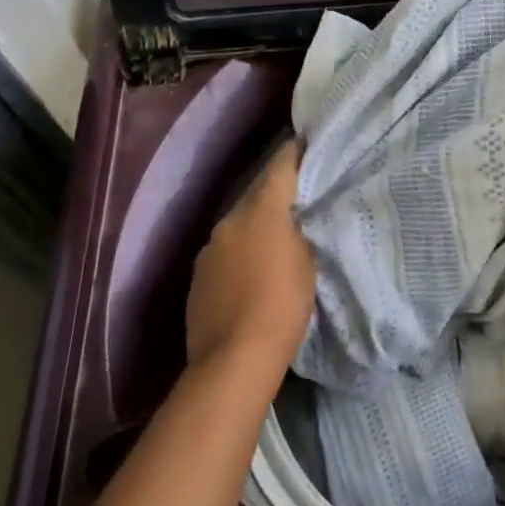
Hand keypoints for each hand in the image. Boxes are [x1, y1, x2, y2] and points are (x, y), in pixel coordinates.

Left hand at [185, 139, 314, 378]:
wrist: (233, 361)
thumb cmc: (282, 306)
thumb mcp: (307, 263)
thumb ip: (298, 233)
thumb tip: (291, 223)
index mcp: (261, 210)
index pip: (280, 166)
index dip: (295, 153)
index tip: (307, 144)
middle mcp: (229, 220)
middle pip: (256, 195)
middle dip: (276, 194)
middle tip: (299, 199)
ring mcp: (208, 249)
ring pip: (238, 225)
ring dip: (255, 227)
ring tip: (276, 239)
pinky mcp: (197, 278)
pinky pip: (225, 253)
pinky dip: (240, 254)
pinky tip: (251, 273)